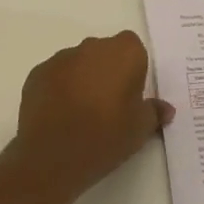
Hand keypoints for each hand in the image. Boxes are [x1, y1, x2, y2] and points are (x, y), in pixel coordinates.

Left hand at [11, 31, 174, 198]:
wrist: (51, 157)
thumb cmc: (104, 137)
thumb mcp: (139, 130)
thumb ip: (154, 113)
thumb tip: (165, 109)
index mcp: (124, 53)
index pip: (134, 48)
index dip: (133, 70)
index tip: (131, 96)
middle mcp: (92, 46)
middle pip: (105, 52)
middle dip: (108, 72)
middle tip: (109, 107)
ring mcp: (61, 58)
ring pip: (79, 63)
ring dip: (83, 79)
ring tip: (81, 114)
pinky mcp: (38, 73)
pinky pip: (56, 76)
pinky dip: (60, 89)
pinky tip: (60, 116)